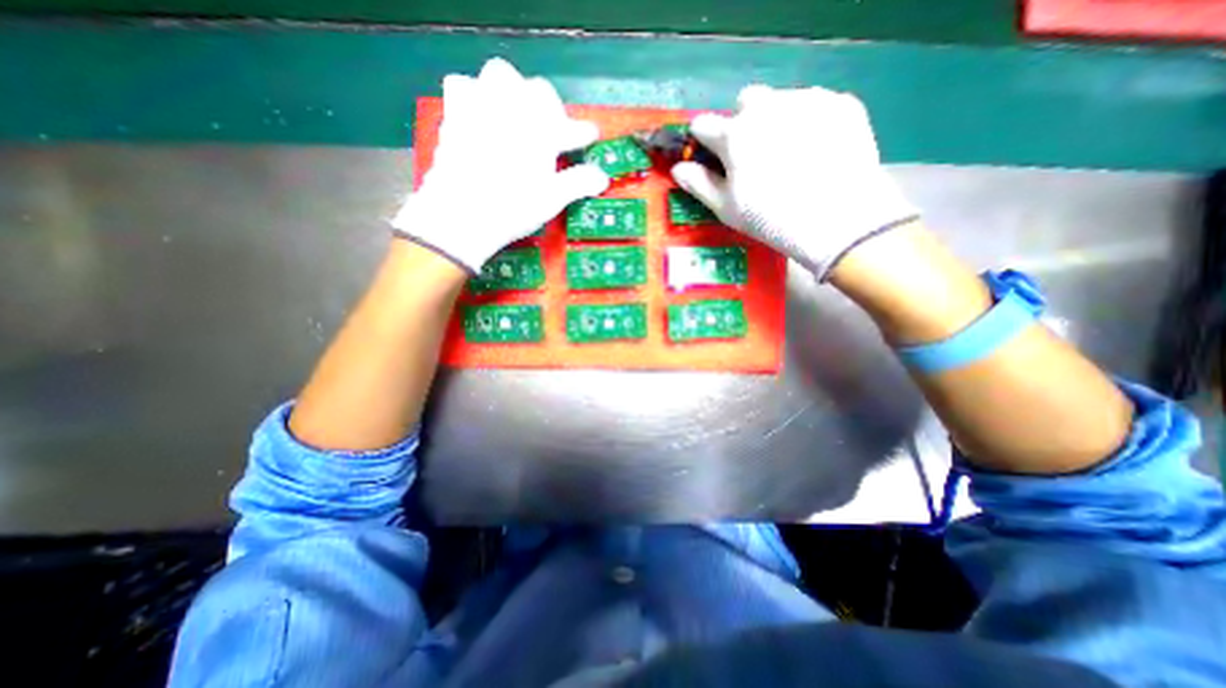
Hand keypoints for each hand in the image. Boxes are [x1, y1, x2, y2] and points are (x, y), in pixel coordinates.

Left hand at [392, 60, 608, 274]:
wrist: (461, 214)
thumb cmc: (513, 208)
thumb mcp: (552, 199)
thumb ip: (579, 182)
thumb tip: (602, 177)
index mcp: (541, 130)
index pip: (571, 126)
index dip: (583, 133)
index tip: (589, 136)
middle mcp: (513, 109)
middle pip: (538, 91)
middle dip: (550, 108)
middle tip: (551, 131)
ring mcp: (481, 106)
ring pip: (499, 76)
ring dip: (513, 92)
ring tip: (516, 116)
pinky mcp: (455, 114)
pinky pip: (463, 86)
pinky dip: (475, 95)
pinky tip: (480, 114)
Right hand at [670, 84, 918, 280]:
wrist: (838, 219)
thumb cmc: (770, 219)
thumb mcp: (727, 209)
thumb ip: (699, 184)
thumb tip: (678, 169)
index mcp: (734, 134)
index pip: (703, 125)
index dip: (703, 141)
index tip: (711, 156)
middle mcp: (766, 107)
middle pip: (745, 102)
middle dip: (743, 122)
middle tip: (754, 155)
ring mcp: (806, 100)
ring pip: (781, 101)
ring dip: (776, 120)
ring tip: (790, 154)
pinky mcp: (840, 103)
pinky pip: (815, 105)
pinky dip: (810, 122)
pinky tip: (817, 151)